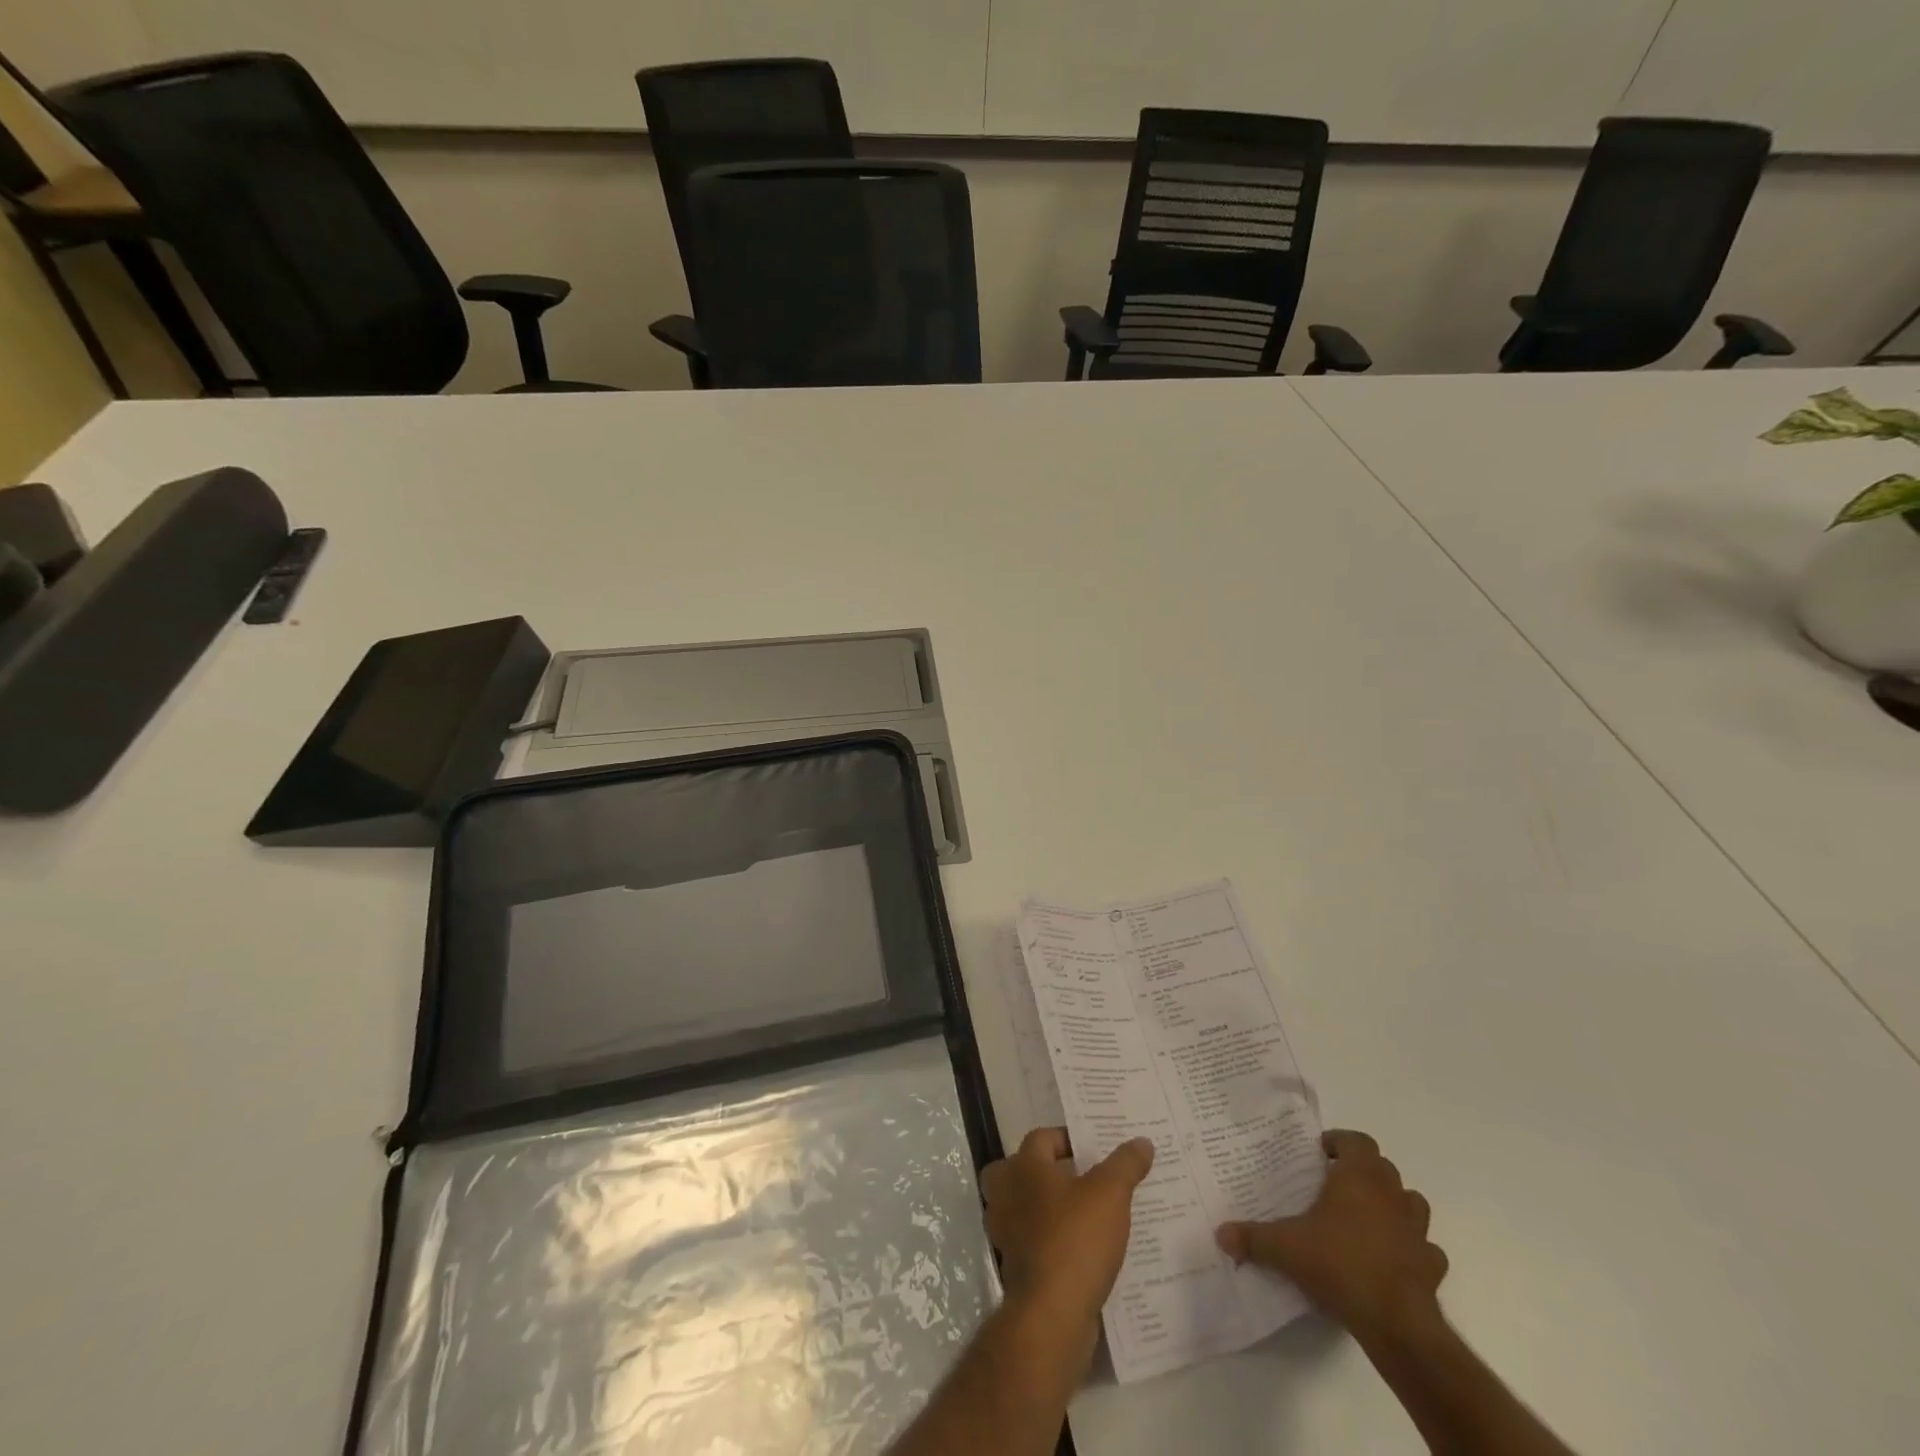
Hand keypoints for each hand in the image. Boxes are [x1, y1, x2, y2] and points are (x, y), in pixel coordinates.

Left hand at [982, 1128, 1154, 1365]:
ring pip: (1019, 1207)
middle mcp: (1006, 1194)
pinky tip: (1077, 1250)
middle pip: (1016, 1170)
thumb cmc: (1076, 1239)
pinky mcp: (1014, 1268)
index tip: (1092, 1149)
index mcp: (1024, 1167)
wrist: (1051, 1314)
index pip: (1041, 1138)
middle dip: (1041, 1172)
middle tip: (1074, 1178)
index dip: (1066, 1139)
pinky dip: (1047, 1241)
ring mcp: (1005, 1233)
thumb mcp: (1110, 1195)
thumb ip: (1125, 1164)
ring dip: (1042, 1208)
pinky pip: (1029, 1242)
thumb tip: (1142, 1141)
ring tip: (1080, 1214)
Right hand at [1215, 1129, 1446, 1343]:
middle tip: (1334, 1185)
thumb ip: (1253, 1238)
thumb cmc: (1339, 1264)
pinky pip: (1424, 1248)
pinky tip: (1391, 1260)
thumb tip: (1220, 1234)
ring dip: (1392, 1205)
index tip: (1320, 1153)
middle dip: (1361, 1172)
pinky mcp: (1432, 1266)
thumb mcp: (1285, 1248)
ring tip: (1365, 1219)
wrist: (1396, 1323)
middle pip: (1382, 1168)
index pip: (1357, 1141)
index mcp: (1359, 1177)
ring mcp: (1417, 1231)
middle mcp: (1392, 1195)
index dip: (1340, 1142)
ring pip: (1410, 1203)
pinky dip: (1410, 1248)